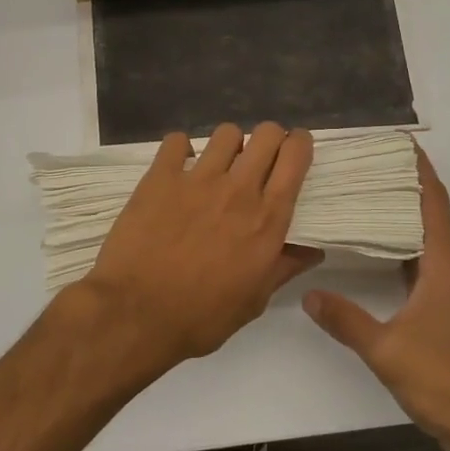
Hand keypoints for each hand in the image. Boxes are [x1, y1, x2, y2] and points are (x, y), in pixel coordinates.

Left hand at [80, 123, 321, 378]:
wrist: (136, 314)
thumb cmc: (201, 317)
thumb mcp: (254, 301)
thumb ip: (284, 267)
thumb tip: (313, 250)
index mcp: (267, 219)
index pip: (295, 157)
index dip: (300, 145)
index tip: (295, 151)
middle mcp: (238, 189)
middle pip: (266, 134)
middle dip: (269, 139)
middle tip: (260, 159)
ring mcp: (197, 179)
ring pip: (226, 133)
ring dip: (229, 145)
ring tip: (219, 165)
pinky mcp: (160, 178)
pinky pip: (177, 141)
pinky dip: (181, 150)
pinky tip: (178, 169)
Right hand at [303, 147, 449, 445]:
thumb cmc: (442, 382)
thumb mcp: (386, 350)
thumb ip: (346, 320)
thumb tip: (310, 294)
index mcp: (445, 269)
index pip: (434, 205)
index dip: (419, 171)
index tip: (400, 143)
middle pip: (431, 215)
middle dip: (405, 186)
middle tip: (367, 167)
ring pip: (428, 240)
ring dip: (404, 216)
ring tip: (367, 198)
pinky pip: (426, 263)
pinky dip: (404, 246)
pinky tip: (378, 250)